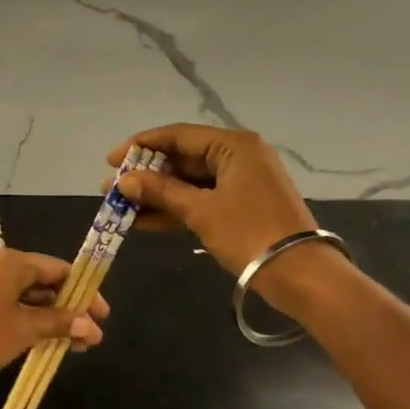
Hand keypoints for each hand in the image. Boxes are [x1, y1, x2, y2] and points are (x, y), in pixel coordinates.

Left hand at [0, 249, 107, 395]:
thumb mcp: (25, 329)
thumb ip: (61, 323)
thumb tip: (93, 327)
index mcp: (13, 262)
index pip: (60, 269)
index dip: (85, 292)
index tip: (103, 316)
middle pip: (44, 282)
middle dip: (69, 309)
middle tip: (90, 336)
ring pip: (28, 297)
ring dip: (51, 319)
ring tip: (72, 345)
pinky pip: (11, 306)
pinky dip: (30, 321)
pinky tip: (44, 342)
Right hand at [108, 124, 320, 276]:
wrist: (299, 273)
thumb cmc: (249, 233)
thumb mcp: (200, 211)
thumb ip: (160, 192)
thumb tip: (124, 181)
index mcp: (234, 145)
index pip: (179, 135)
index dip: (141, 146)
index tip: (110, 160)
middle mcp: (239, 156)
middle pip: (183, 158)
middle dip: (147, 175)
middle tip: (112, 188)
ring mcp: (241, 182)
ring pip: (190, 182)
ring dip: (157, 195)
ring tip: (122, 208)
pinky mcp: (242, 206)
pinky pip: (201, 200)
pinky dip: (176, 209)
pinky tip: (145, 222)